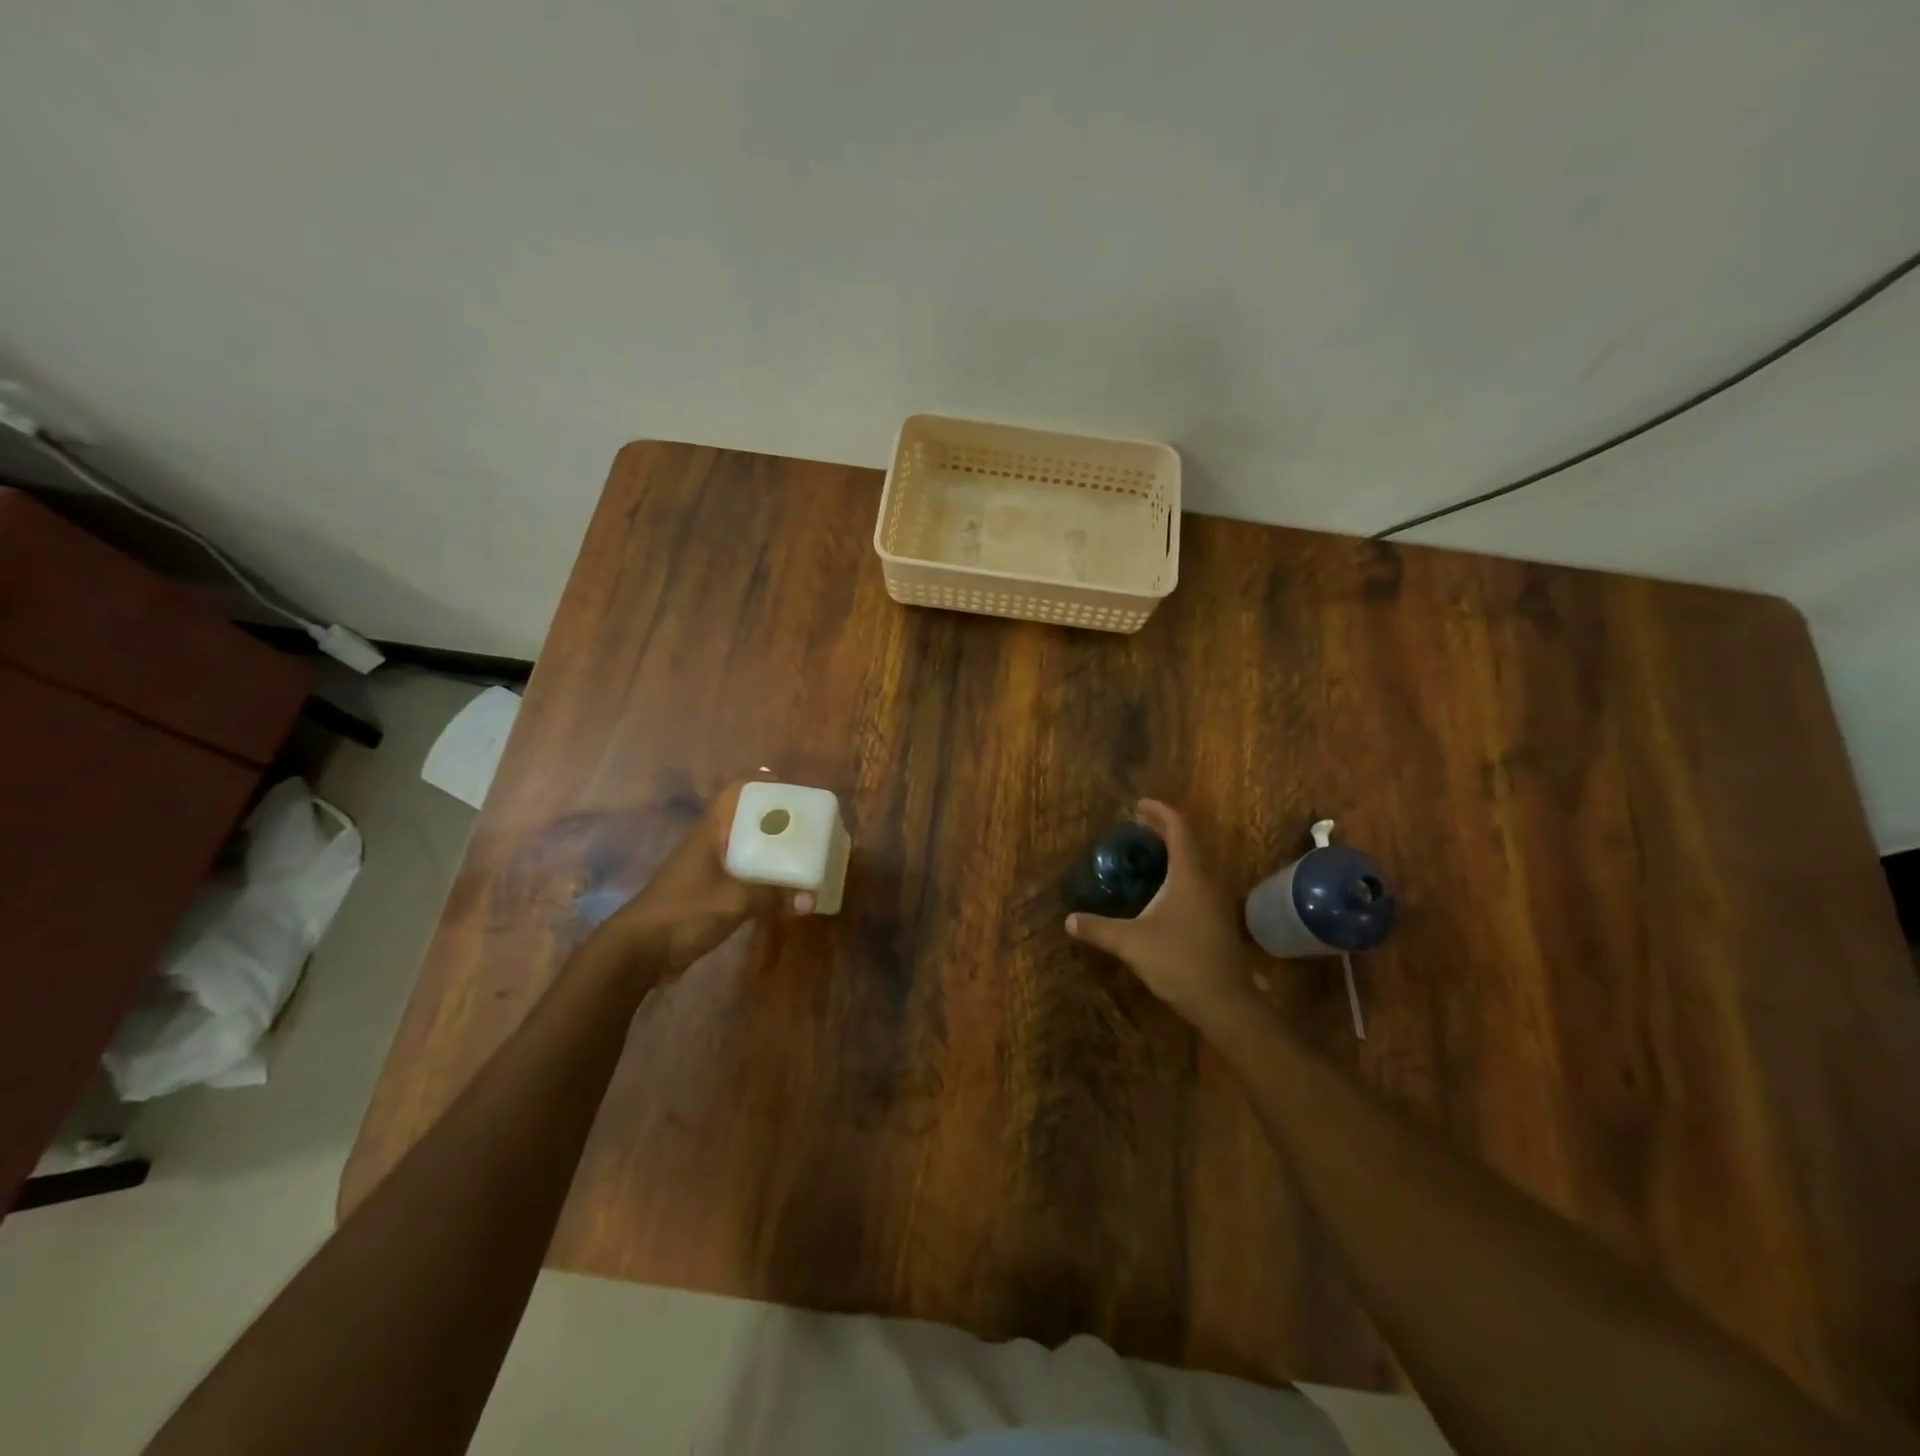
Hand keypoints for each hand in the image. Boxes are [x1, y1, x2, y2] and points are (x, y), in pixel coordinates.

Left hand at [607, 781, 813, 971]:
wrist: (639, 950)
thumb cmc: (685, 910)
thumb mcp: (735, 900)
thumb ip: (774, 896)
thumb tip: (812, 898)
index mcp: (712, 829)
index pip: (737, 790)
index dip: (764, 784)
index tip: (795, 791)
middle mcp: (711, 841)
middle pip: (747, 818)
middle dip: (778, 820)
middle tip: (810, 826)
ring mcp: (708, 867)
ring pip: (746, 848)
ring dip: (772, 850)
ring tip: (805, 854)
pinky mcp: (709, 892)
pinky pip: (743, 874)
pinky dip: (764, 876)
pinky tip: (784, 887)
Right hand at [1065, 799, 1261, 1026]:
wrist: (1223, 1001)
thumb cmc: (1178, 962)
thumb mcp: (1130, 943)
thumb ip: (1098, 928)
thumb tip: (1069, 920)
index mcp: (1188, 875)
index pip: (1178, 829)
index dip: (1159, 812)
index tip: (1138, 805)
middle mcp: (1206, 881)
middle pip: (1188, 842)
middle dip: (1163, 829)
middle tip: (1137, 825)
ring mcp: (1216, 901)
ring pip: (1195, 863)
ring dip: (1173, 852)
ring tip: (1147, 853)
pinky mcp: (1217, 919)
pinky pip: (1197, 882)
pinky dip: (1179, 872)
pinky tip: (1162, 890)